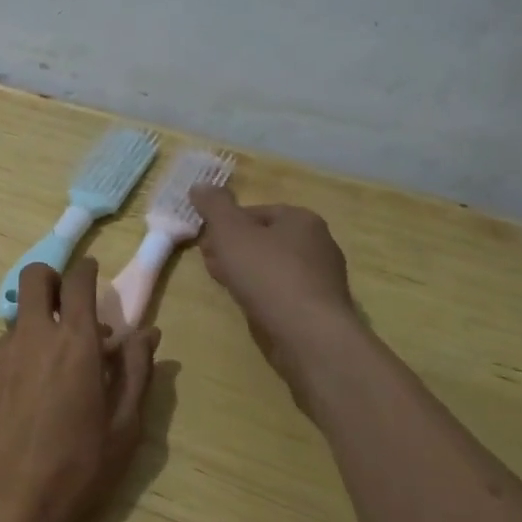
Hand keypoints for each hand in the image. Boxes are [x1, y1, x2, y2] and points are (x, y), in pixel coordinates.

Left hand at [0, 259, 158, 521]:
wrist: (4, 505)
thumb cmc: (76, 469)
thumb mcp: (123, 427)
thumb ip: (136, 371)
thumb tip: (147, 333)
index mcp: (75, 342)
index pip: (77, 279)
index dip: (88, 270)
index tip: (95, 276)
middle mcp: (35, 335)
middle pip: (35, 276)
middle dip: (53, 279)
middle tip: (71, 308)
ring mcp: (2, 353)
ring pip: (21, 315)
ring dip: (41, 322)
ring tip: (58, 366)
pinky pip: (7, 345)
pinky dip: (24, 351)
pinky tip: (33, 394)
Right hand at [190, 184, 362, 410]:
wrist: (308, 335)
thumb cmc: (268, 274)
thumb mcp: (230, 231)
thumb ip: (214, 206)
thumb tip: (200, 186)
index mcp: (302, 219)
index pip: (255, 212)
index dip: (225, 225)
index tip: (206, 242)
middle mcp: (317, 244)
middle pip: (263, 240)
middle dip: (233, 248)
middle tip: (210, 262)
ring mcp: (321, 279)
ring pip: (271, 267)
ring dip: (244, 271)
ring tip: (224, 284)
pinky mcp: (318, 309)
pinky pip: (281, 292)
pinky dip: (261, 294)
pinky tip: (247, 305)